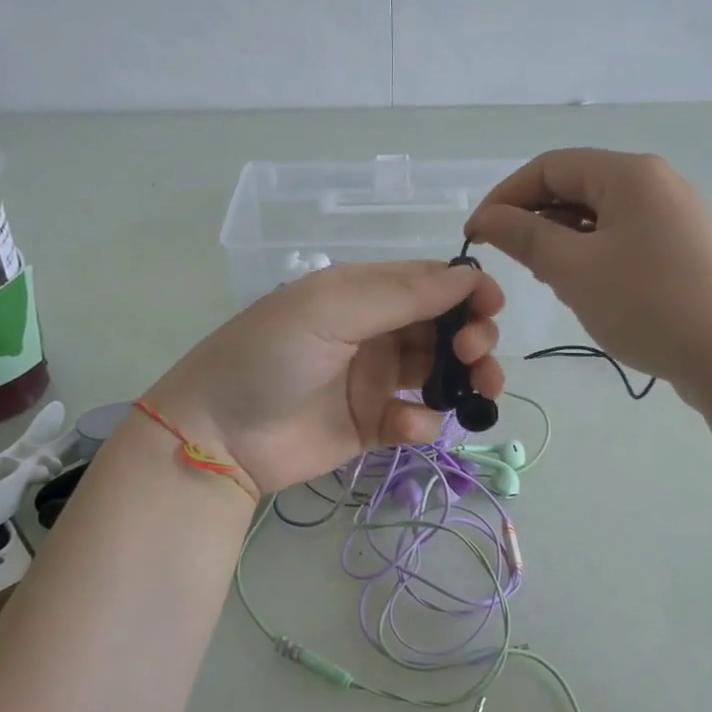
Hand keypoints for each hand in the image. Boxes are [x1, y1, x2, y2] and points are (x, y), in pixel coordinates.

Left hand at [148, 262, 504, 492]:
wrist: (218, 436)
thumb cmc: (269, 357)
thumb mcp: (329, 309)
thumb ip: (402, 293)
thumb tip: (470, 276)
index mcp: (363, 294)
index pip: (430, 283)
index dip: (467, 292)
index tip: (493, 308)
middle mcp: (375, 333)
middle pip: (445, 328)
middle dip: (472, 338)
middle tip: (476, 355)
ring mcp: (375, 381)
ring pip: (441, 373)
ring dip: (467, 379)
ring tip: (476, 392)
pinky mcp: (373, 426)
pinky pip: (417, 418)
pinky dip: (423, 421)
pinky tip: (406, 426)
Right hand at [465, 149, 711, 404]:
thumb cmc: (647, 304)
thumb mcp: (574, 270)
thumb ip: (525, 237)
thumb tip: (487, 218)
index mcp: (629, 173)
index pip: (549, 166)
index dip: (505, 197)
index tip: (476, 236)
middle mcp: (656, 183)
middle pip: (576, 186)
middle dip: (535, 219)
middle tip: (513, 263)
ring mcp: (676, 216)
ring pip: (600, 215)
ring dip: (563, 240)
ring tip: (549, 279)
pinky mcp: (686, 249)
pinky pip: (625, 238)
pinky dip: (594, 254)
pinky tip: (588, 289)